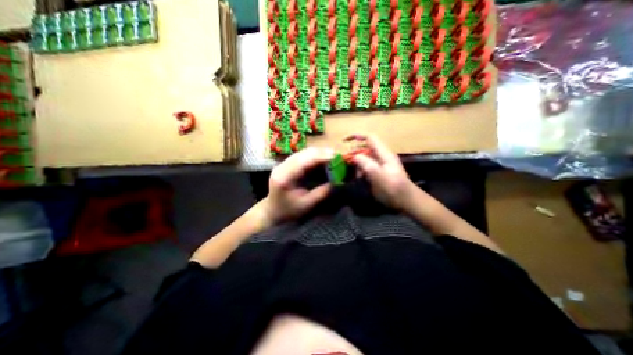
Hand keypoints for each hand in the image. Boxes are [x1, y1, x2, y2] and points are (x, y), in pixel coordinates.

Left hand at [261, 147, 335, 224]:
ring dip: (318, 153)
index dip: (320, 156)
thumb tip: (337, 180)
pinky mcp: (286, 164)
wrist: (272, 211)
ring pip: (303, 153)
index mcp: (284, 177)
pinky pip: (302, 156)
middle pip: (303, 153)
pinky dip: (313, 156)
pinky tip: (322, 159)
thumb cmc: (289, 211)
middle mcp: (281, 167)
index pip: (303, 161)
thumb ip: (322, 192)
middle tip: (337, 156)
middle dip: (321, 153)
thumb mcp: (307, 205)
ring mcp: (282, 164)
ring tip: (332, 156)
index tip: (335, 156)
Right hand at [346, 133, 415, 210]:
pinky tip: (357, 177)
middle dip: (354, 151)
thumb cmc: (393, 189)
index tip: (343, 141)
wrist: (405, 201)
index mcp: (384, 153)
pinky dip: (360, 169)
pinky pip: (367, 166)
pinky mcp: (379, 172)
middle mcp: (382, 156)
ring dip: (356, 162)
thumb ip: (367, 165)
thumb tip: (355, 156)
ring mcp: (381, 164)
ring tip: (350, 170)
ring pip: (365, 158)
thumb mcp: (379, 176)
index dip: (356, 136)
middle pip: (366, 148)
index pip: (370, 138)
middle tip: (344, 160)